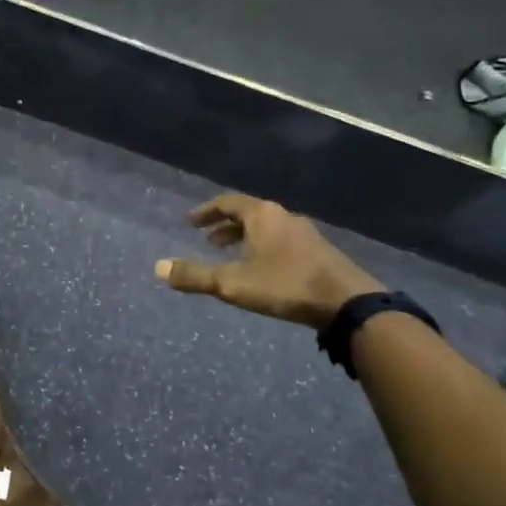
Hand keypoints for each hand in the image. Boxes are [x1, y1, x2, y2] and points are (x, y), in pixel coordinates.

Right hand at [155, 193, 383, 327]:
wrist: (347, 302)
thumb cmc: (285, 285)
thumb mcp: (233, 284)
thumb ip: (196, 276)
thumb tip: (158, 268)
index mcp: (262, 215)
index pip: (227, 202)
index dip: (206, 211)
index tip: (190, 222)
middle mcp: (283, 216)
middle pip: (248, 213)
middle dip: (225, 226)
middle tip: (207, 240)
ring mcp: (304, 233)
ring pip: (266, 228)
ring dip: (245, 238)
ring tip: (232, 256)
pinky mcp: (319, 251)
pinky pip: (282, 240)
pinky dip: (263, 247)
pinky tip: (263, 269)